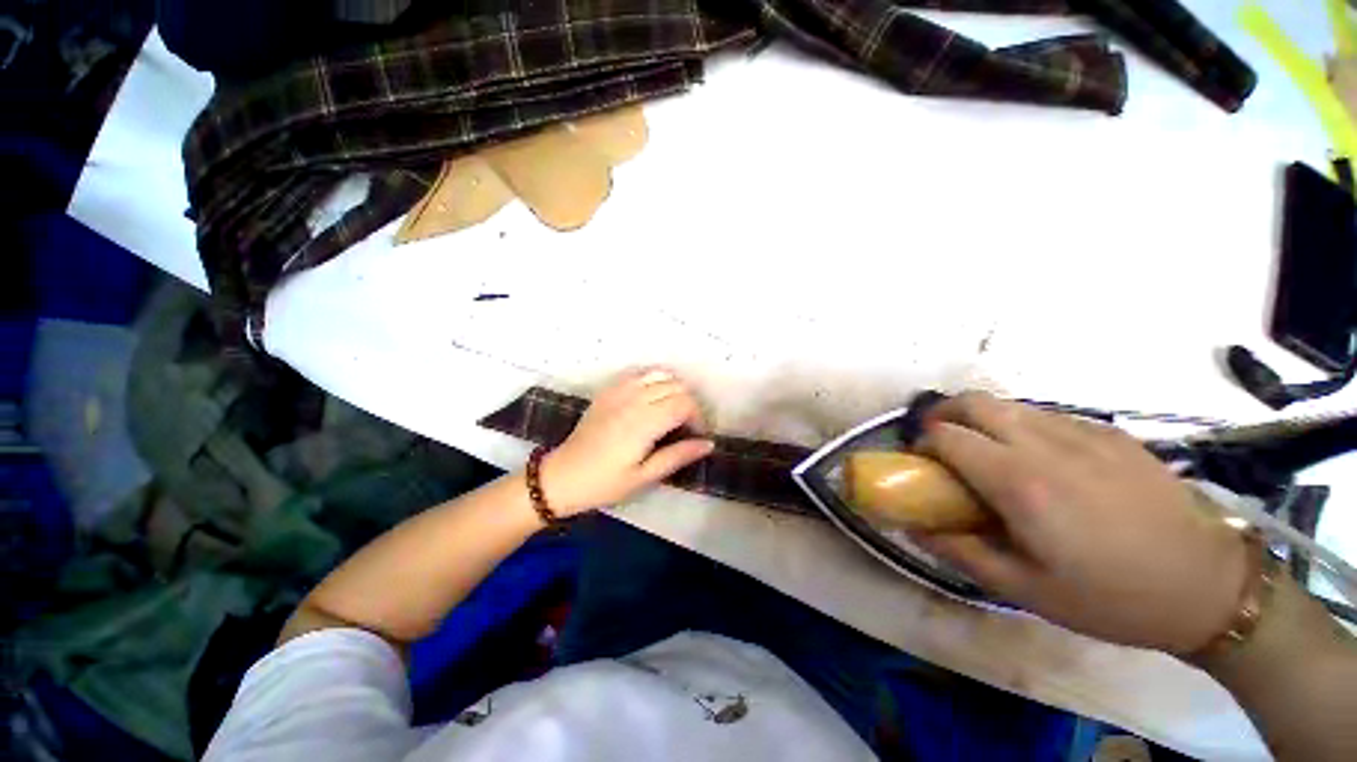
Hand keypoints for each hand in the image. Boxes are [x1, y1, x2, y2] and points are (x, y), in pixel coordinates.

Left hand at [539, 368, 714, 515]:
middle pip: (676, 386)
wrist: (562, 476)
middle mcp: (634, 399)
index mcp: (644, 422)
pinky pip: (639, 373)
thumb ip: (677, 456)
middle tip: (688, 426)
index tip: (698, 435)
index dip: (698, 417)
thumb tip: (708, 444)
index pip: (685, 404)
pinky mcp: (608, 390)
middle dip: (690, 403)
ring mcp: (619, 391)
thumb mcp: (644, 477)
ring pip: (660, 374)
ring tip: (673, 409)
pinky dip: (654, 379)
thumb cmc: (605, 483)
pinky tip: (653, 397)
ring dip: (674, 388)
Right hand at [914, 392, 1249, 654]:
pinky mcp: (1110, 433)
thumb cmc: (1109, 596)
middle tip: (940, 440)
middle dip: (944, 413)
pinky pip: (1047, 415)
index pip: (948, 436)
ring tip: (986, 449)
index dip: (923, 443)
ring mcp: (1083, 432)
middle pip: (974, 402)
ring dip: (981, 418)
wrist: (1206, 585)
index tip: (921, 461)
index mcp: (1020, 483)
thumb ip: (959, 551)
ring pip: (1009, 403)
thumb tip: (913, 525)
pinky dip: (1021, 425)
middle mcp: (1045, 445)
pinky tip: (1037, 457)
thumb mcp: (1024, 589)